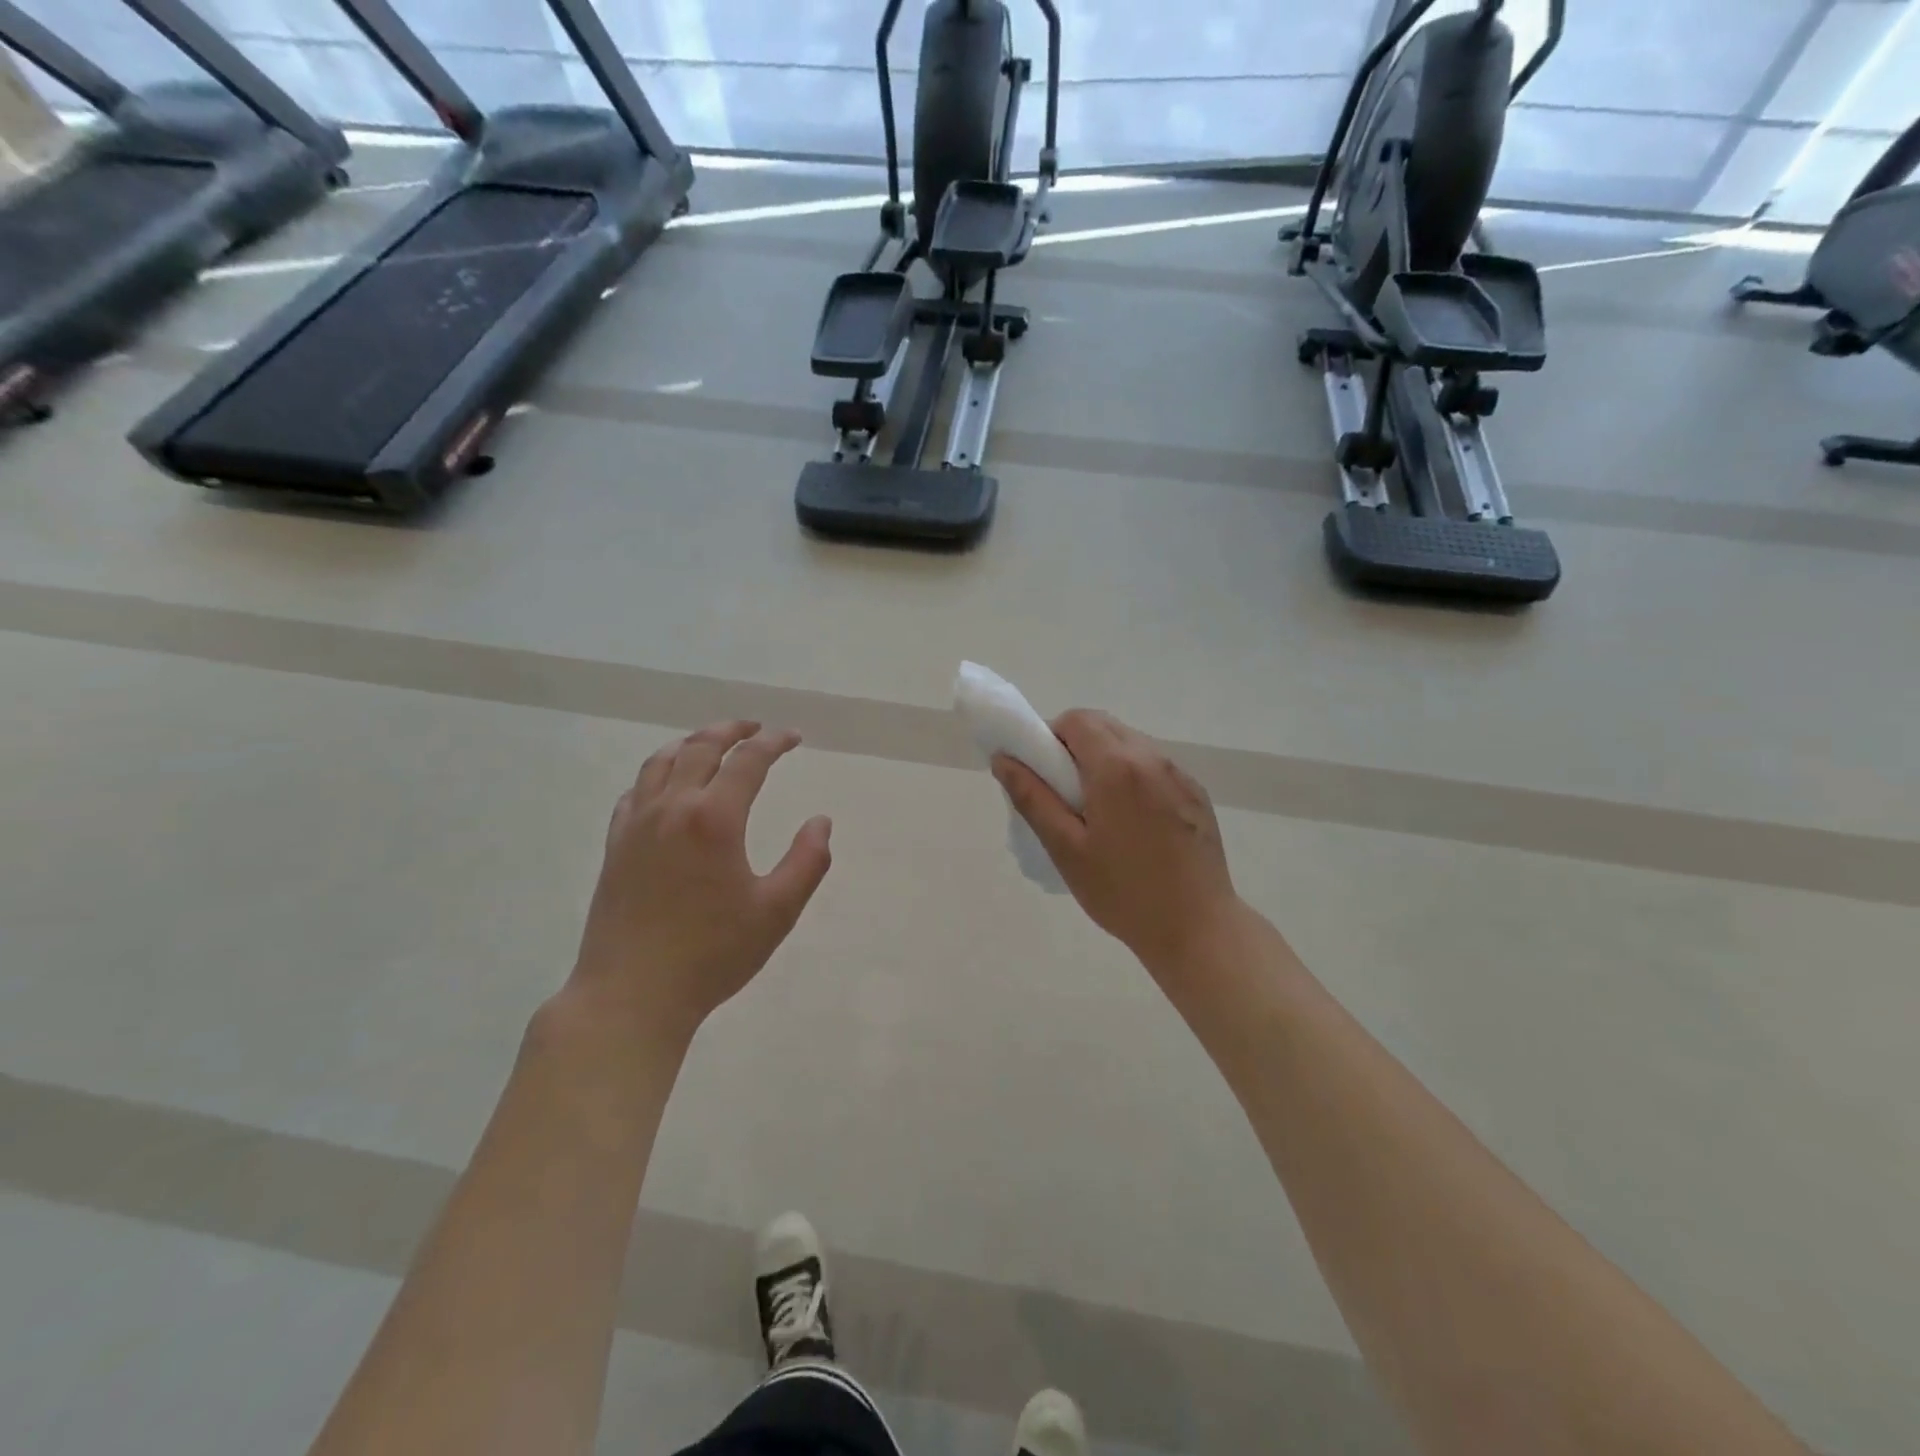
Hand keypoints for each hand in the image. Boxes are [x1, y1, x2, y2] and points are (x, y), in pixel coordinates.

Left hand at [569, 721, 832, 1042]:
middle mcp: (672, 808)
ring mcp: (637, 825)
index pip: (748, 760)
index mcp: (715, 819)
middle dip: (732, 730)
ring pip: (661, 762)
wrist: (632, 994)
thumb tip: (821, 821)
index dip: (774, 742)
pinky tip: (665, 784)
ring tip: (711, 742)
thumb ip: (807, 862)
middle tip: (755, 728)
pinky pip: (635, 791)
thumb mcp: (777, 912)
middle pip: (700, 748)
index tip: (793, 737)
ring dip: (691, 743)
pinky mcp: (615, 846)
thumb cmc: (712, 954)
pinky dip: (656, 773)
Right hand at [994, 711, 1240, 975]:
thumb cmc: (1123, 892)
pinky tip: (1133, 823)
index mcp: (1117, 767)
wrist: (1197, 927)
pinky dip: (1134, 776)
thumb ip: (1032, 798)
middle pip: (1104, 726)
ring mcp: (1179, 774)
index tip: (1044, 774)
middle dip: (1076, 746)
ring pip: (1131, 743)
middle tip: (1066, 795)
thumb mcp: (1066, 848)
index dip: (1051, 737)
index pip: (1076, 720)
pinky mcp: (1196, 793)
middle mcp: (1152, 757)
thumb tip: (1004, 759)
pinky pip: (1154, 766)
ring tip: (1100, 812)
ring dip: (1106, 760)